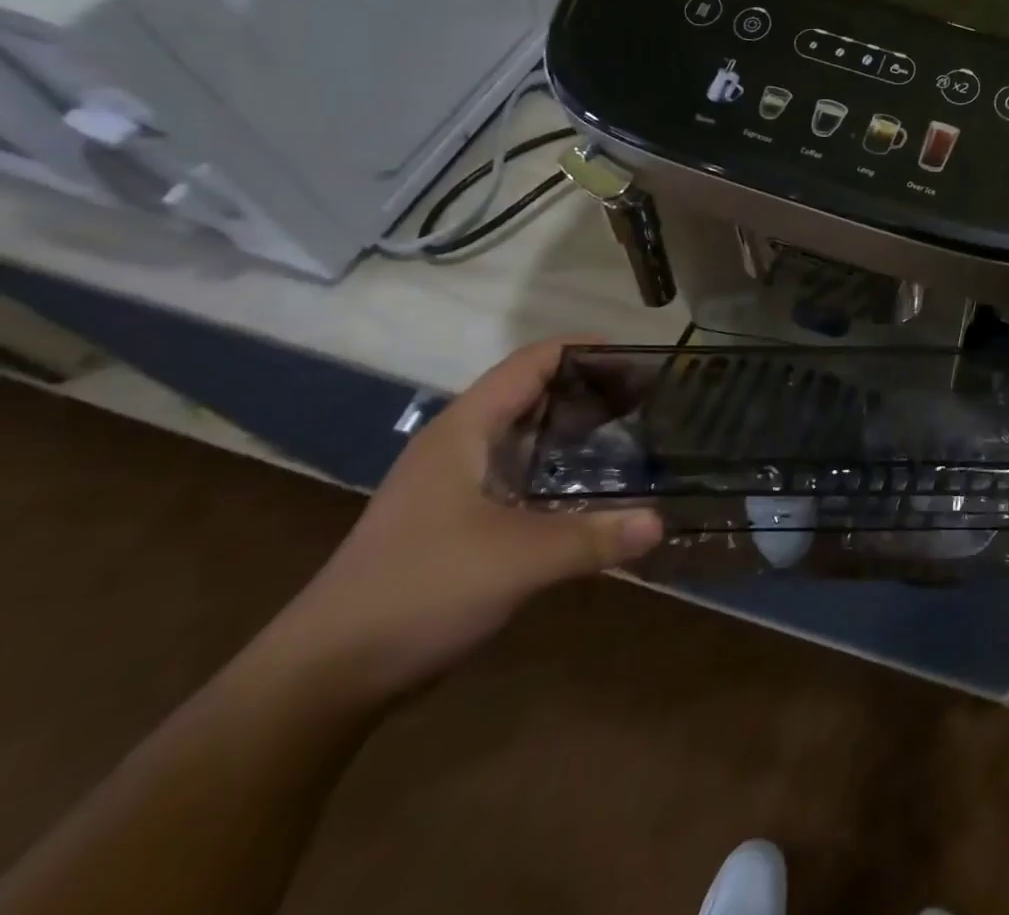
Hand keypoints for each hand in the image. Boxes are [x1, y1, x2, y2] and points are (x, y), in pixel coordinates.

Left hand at [254, 339, 662, 703]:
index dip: (586, 350)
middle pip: (534, 391)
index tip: (641, 359)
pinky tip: (596, 484)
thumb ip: (593, 538)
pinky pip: (522, 470)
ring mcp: (456, 483)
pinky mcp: (459, 519)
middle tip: (652, 396)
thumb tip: (661, 523)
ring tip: (635, 428)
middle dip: (592, 387)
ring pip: (527, 432)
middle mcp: (460, 445)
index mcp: (465, 430)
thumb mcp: (516, 561)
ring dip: (578, 425)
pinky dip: (562, 463)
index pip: (533, 363)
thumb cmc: (419, 592)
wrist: (324, 679)